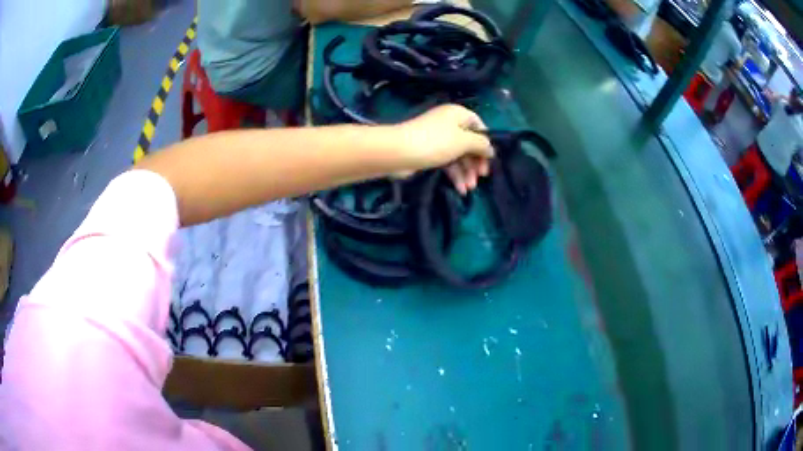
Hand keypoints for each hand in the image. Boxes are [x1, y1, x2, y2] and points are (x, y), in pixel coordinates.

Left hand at [394, 104, 493, 194]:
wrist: (398, 152)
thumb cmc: (435, 142)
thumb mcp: (463, 141)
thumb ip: (481, 144)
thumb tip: (491, 148)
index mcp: (458, 114)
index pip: (478, 125)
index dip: (485, 142)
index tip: (489, 159)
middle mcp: (449, 123)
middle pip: (469, 143)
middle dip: (475, 162)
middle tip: (480, 178)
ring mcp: (438, 138)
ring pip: (459, 155)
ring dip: (466, 172)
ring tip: (468, 189)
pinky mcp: (429, 152)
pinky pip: (447, 162)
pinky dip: (454, 174)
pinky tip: (459, 188)